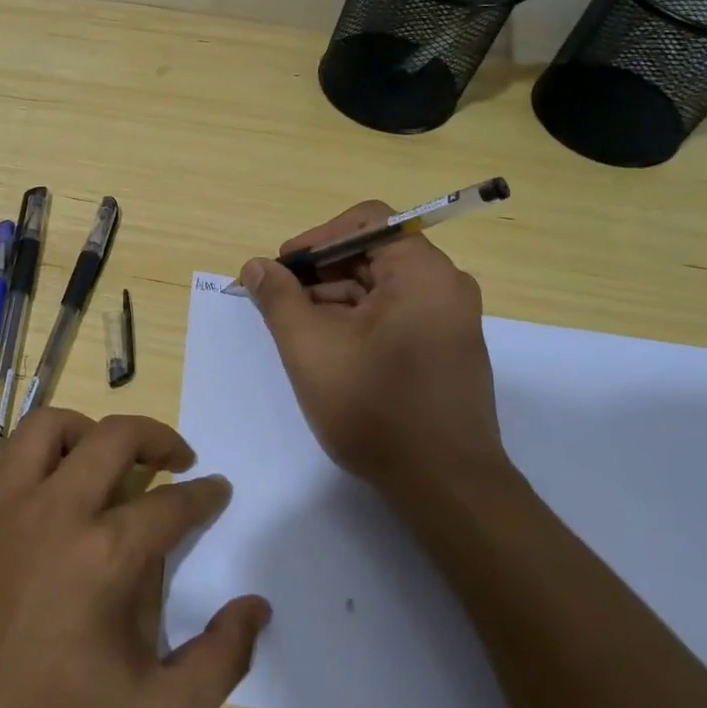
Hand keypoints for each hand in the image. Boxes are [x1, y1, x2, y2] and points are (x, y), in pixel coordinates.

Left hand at [0, 409, 270, 707]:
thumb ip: (221, 660)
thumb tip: (256, 606)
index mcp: (106, 556)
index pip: (172, 503)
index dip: (204, 494)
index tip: (216, 489)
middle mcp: (54, 511)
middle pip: (115, 436)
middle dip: (157, 437)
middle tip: (175, 457)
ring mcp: (1, 506)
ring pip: (47, 425)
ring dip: (86, 431)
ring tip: (102, 458)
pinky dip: (24, 453)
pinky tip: (36, 483)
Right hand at [239, 201, 506, 505]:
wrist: (444, 486)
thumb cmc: (374, 407)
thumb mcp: (309, 346)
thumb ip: (278, 297)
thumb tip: (256, 266)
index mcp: (422, 272)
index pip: (365, 221)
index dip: (316, 238)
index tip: (283, 269)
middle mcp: (445, 286)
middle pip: (372, 253)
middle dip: (320, 272)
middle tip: (280, 301)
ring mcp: (450, 319)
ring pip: (381, 286)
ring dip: (334, 298)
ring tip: (296, 330)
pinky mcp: (447, 349)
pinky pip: (395, 313)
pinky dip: (357, 320)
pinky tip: (328, 349)